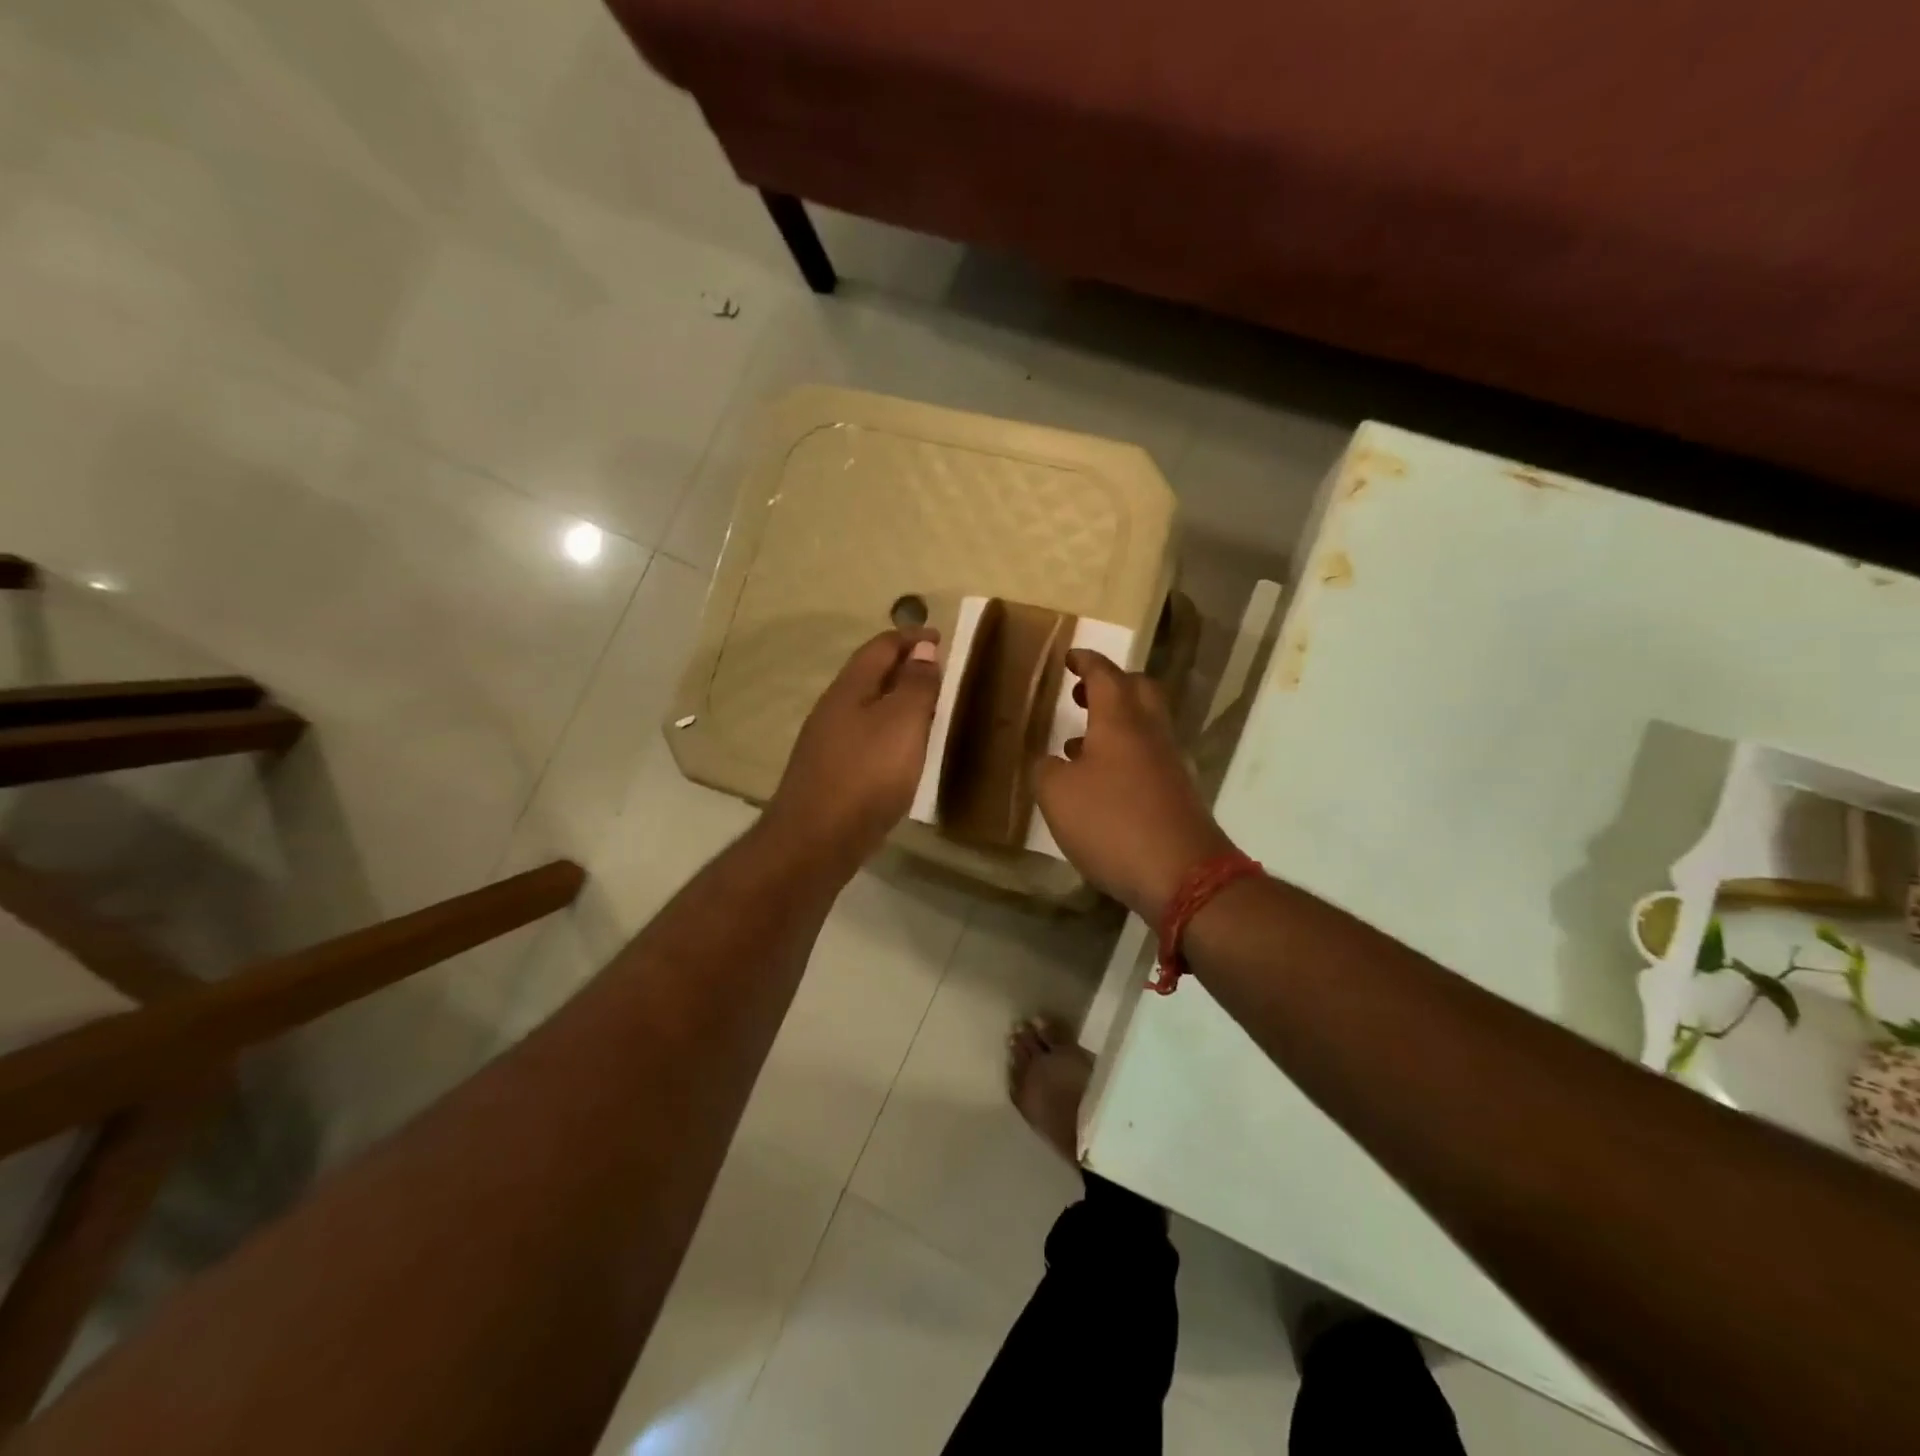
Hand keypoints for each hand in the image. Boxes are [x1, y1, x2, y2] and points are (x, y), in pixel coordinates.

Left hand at [766, 628, 941, 868]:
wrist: (815, 841)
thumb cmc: (866, 774)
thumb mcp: (902, 723)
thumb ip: (915, 685)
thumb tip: (922, 648)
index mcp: (850, 688)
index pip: (881, 647)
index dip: (911, 637)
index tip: (940, 637)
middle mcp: (833, 708)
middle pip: (870, 675)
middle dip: (903, 667)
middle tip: (937, 672)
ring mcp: (827, 742)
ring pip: (866, 707)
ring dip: (895, 701)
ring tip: (926, 709)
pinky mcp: (829, 772)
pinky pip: (864, 737)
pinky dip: (887, 731)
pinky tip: (900, 751)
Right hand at [1033, 649, 1234, 920]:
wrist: (1182, 874)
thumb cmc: (1112, 822)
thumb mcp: (1058, 796)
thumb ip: (1046, 770)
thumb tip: (1049, 762)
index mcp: (1120, 720)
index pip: (1105, 674)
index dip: (1087, 661)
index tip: (1071, 657)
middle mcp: (1150, 733)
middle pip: (1138, 690)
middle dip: (1110, 685)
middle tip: (1082, 693)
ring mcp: (1169, 763)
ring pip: (1144, 725)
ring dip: (1115, 723)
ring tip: (1078, 742)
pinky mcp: (1177, 792)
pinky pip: (1148, 757)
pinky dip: (1123, 755)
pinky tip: (1099, 783)